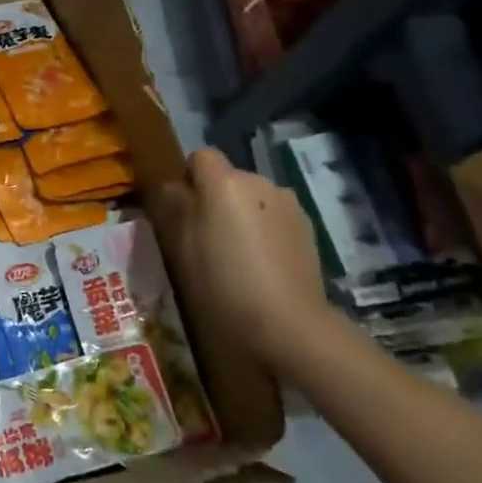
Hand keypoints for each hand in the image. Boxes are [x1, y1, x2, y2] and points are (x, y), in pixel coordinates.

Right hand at [161, 148, 330, 364]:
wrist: (286, 324)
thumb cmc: (221, 284)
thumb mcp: (181, 247)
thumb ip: (174, 208)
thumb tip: (173, 188)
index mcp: (224, 183)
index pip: (200, 157)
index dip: (188, 178)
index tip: (181, 209)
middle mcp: (259, 182)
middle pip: (229, 177)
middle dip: (216, 198)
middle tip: (206, 237)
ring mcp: (288, 203)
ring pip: (254, 197)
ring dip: (243, 213)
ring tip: (237, 253)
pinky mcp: (308, 227)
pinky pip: (274, 216)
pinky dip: (265, 229)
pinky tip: (262, 264)